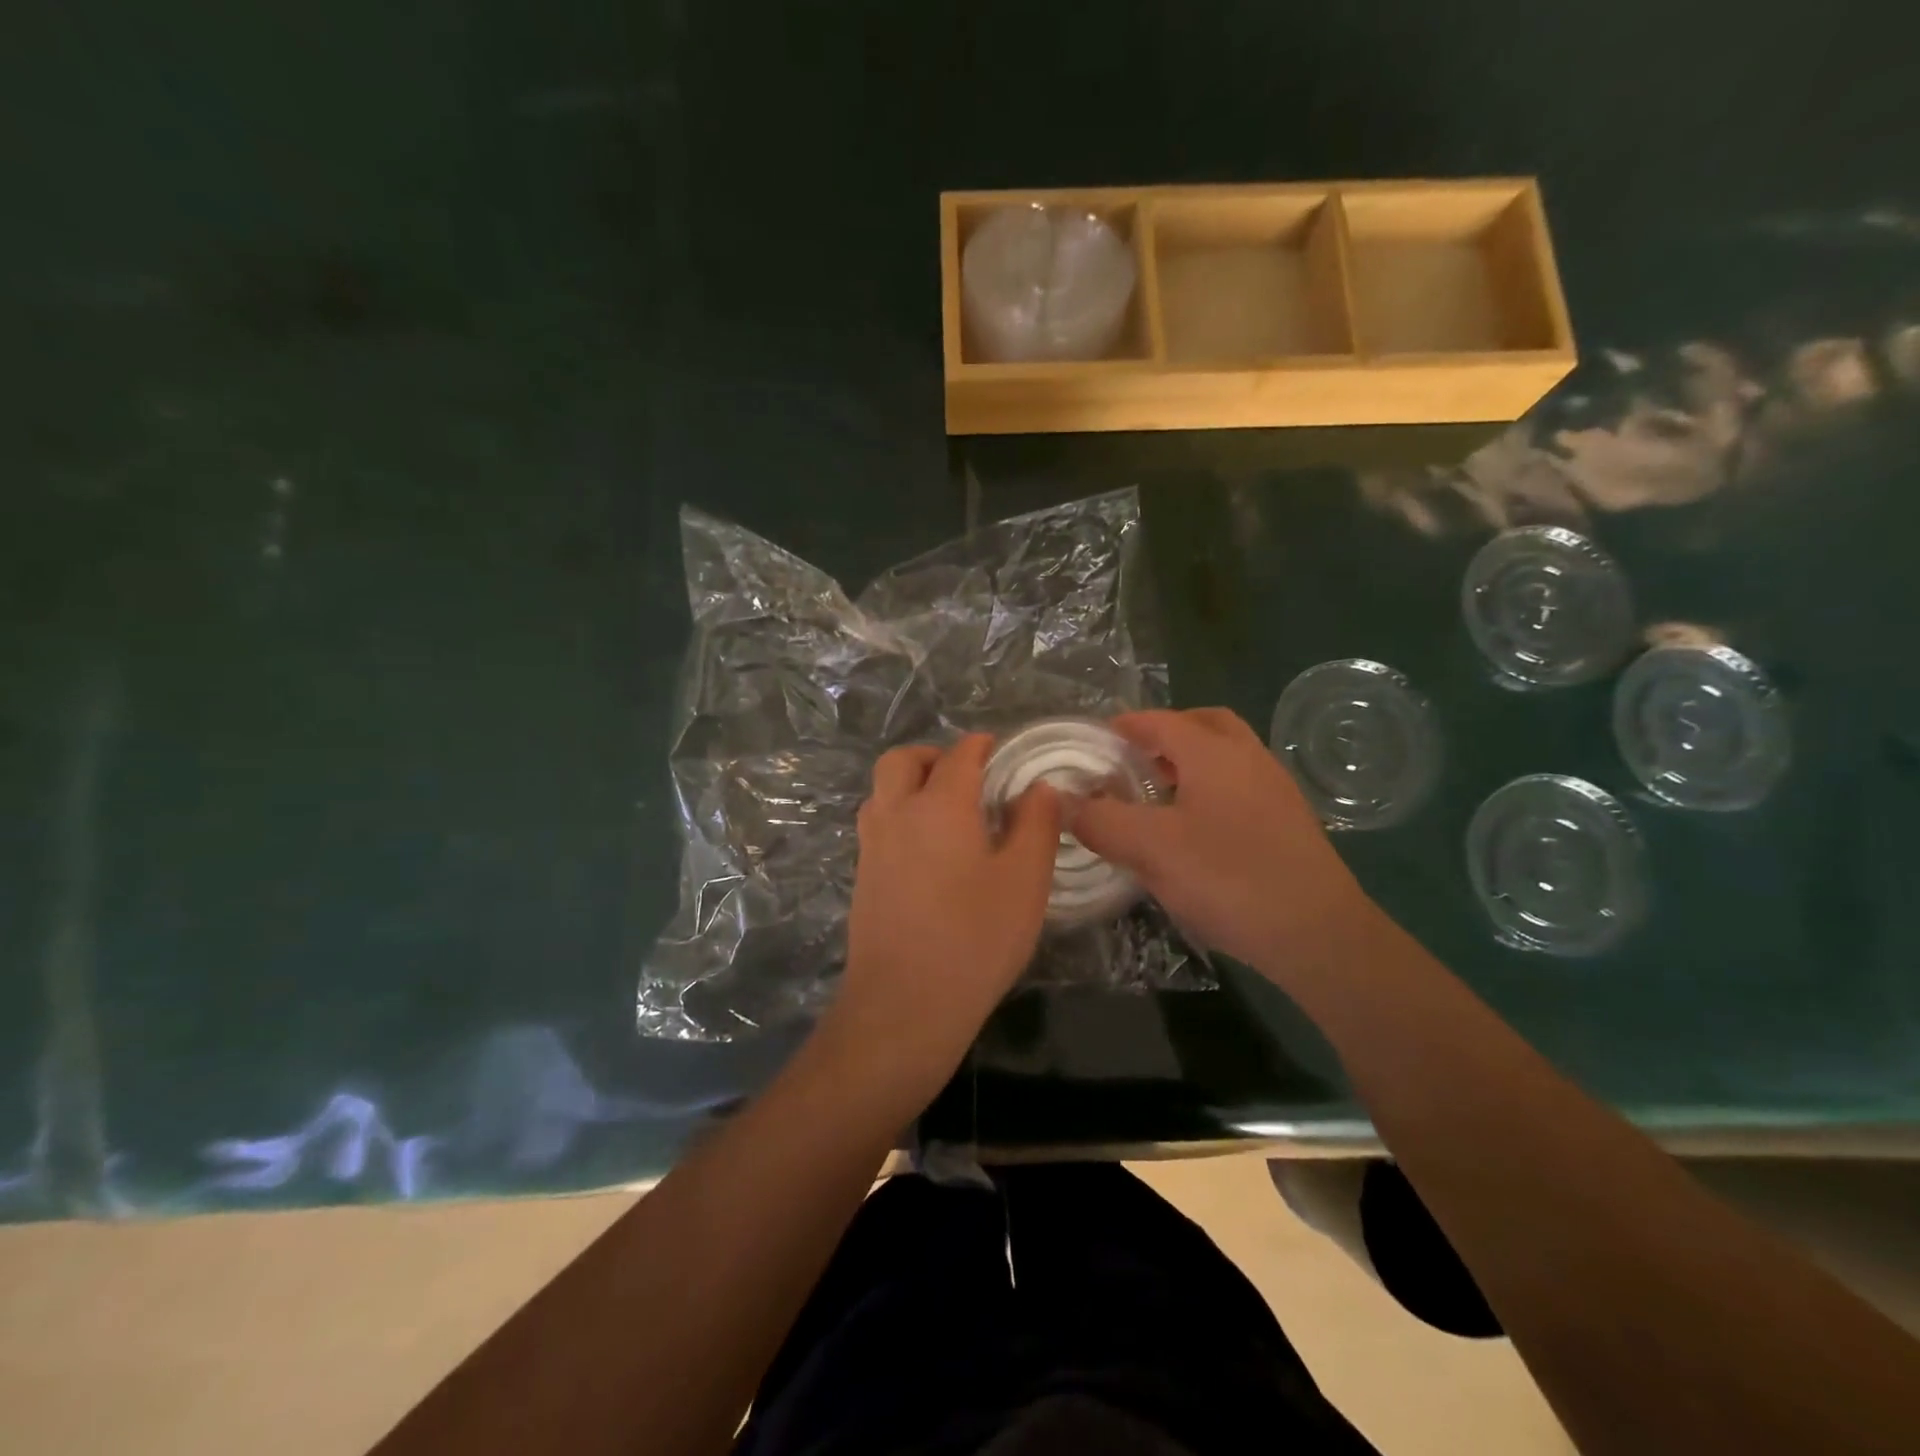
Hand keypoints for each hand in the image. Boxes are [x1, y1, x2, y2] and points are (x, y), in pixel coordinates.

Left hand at [825, 733, 1059, 1106]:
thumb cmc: (975, 939)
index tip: (1000, 752)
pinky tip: (930, 853)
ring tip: (949, 813)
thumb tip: (1039, 788)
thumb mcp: (1025, 881)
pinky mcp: (862, 877)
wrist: (904, 1005)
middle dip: (933, 757)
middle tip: (967, 778)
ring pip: (882, 791)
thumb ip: (1036, 825)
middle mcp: (896, 814)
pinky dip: (900, 816)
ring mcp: (872, 846)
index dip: (981, 746)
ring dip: (910, 784)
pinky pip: (878, 824)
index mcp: (939, 805)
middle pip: (902, 760)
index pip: (959, 755)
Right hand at [1072, 708, 1382, 975]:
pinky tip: (1194, 830)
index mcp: (1214, 753)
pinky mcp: (1289, 822)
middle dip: (1166, 733)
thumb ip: (1102, 821)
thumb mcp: (1151, 849)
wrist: (1319, 934)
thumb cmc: (1229, 879)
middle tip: (1134, 759)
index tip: (1097, 740)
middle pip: (1204, 724)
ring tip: (1157, 795)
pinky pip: (1241, 785)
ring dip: (1191, 761)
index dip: (1125, 726)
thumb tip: (1062, 801)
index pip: (1161, 721)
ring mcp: (1275, 789)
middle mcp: (1249, 758)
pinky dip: (1211, 788)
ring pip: (1226, 755)